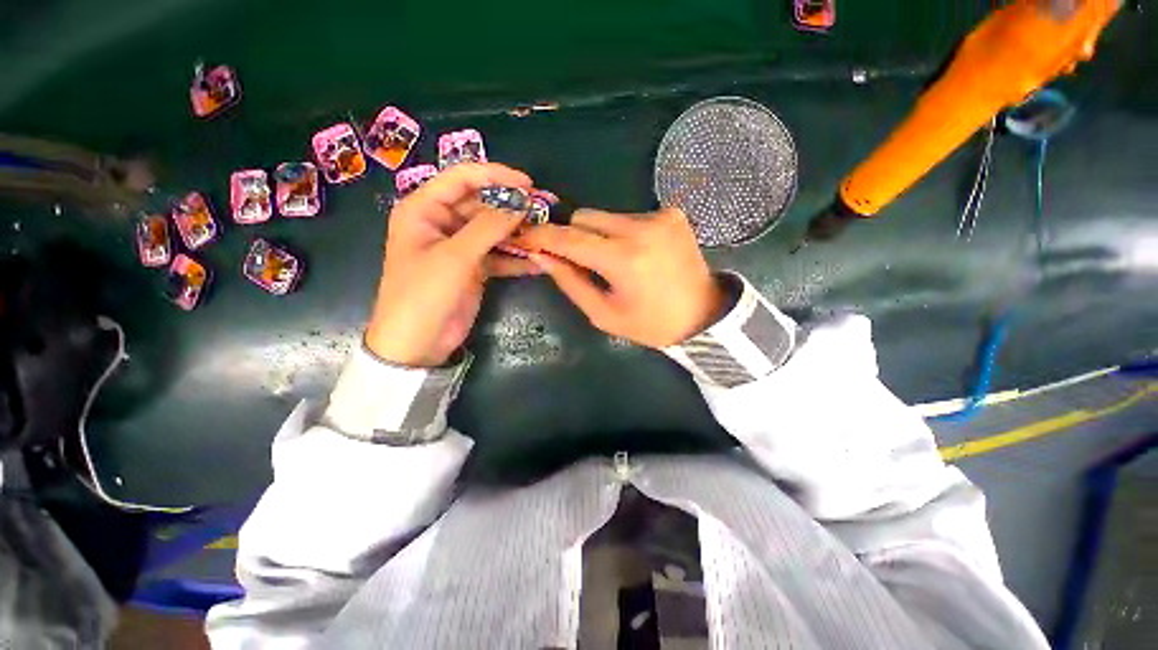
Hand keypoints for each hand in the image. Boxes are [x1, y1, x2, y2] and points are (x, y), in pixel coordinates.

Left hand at [366, 163, 538, 366]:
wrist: (417, 343)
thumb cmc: (423, 294)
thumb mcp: (455, 257)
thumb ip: (488, 228)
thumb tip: (521, 205)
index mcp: (424, 210)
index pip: (461, 178)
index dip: (495, 175)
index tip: (527, 184)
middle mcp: (442, 223)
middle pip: (482, 205)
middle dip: (511, 210)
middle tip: (543, 213)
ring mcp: (460, 248)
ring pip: (493, 232)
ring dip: (518, 235)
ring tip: (544, 237)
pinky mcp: (474, 269)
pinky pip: (498, 256)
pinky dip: (516, 259)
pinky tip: (537, 263)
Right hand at [514, 207, 725, 347]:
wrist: (704, 315)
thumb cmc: (651, 324)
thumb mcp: (604, 314)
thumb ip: (570, 283)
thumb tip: (541, 256)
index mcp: (624, 260)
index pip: (570, 239)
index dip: (543, 236)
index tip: (524, 237)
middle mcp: (642, 228)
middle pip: (585, 217)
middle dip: (572, 236)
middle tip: (575, 260)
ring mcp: (660, 216)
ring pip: (606, 216)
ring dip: (598, 236)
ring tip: (611, 262)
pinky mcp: (672, 213)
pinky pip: (629, 216)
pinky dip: (621, 233)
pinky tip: (634, 254)